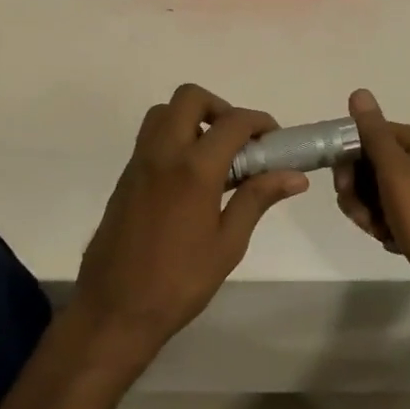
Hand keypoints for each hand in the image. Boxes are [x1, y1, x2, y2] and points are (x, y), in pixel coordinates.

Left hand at [72, 84, 306, 362]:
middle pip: (189, 98)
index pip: (233, 122)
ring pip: (163, 113)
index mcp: (194, 169)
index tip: (274, 139)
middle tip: (240, 141)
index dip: (259, 122)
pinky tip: (191, 178)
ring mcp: (138, 164)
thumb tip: (294, 175)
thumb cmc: (180, 282)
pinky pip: (150, 139)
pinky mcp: (125, 179)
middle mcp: (162, 154)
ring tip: (215, 156)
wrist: (115, 310)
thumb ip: (257, 199)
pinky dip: (174, 139)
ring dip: (192, 119)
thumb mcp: (228, 243)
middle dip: (220, 107)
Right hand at [333, 89, 409, 317]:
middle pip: (372, 164)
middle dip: (359, 192)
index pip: (368, 135)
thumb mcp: (397, 174)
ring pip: (379, 192)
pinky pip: (395, 212)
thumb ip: (374, 134)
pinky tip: (394, 242)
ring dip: (371, 213)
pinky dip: (387, 226)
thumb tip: (359, 92)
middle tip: (364, 217)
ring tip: (382, 233)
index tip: (344, 188)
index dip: (349, 160)